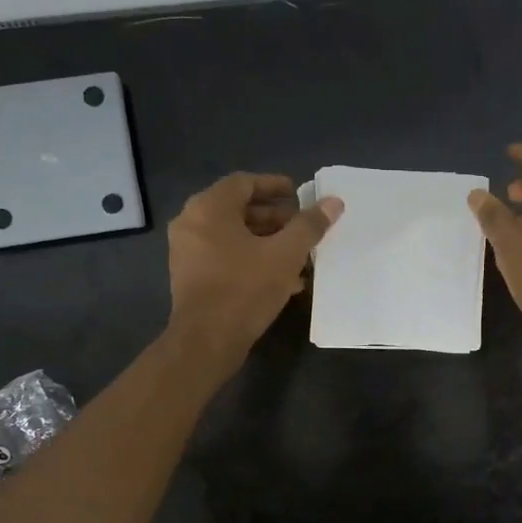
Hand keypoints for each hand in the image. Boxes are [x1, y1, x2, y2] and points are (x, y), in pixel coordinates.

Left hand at [167, 173, 342, 365]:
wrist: (207, 340)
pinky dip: (252, 258)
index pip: (244, 182)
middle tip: (303, 227)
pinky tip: (283, 278)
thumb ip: (309, 226)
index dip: (275, 186)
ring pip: (234, 236)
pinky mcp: (192, 277)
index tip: (300, 195)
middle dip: (275, 217)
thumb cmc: (245, 289)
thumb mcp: (285, 254)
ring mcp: (188, 251)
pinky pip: (225, 256)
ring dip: (267, 241)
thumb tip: (333, 202)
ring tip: (299, 254)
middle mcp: (191, 223)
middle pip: (238, 209)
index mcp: (209, 208)